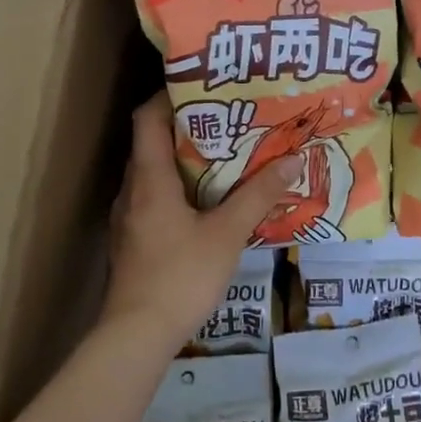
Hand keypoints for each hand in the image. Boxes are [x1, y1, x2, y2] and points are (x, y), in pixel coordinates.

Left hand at [102, 93, 299, 346]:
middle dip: (186, 127)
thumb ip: (259, 196)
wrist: (137, 335)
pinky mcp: (133, 240)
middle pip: (151, 143)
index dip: (168, 95)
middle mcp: (131, 190)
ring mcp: (128, 217)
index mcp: (149, 178)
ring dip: (183, 160)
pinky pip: (154, 199)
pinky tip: (208, 202)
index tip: (203, 86)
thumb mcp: (228, 233)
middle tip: (228, 119)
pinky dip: (178, 189)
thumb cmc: (181, 275)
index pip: (146, 118)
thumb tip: (293, 160)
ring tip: (224, 155)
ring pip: (153, 173)